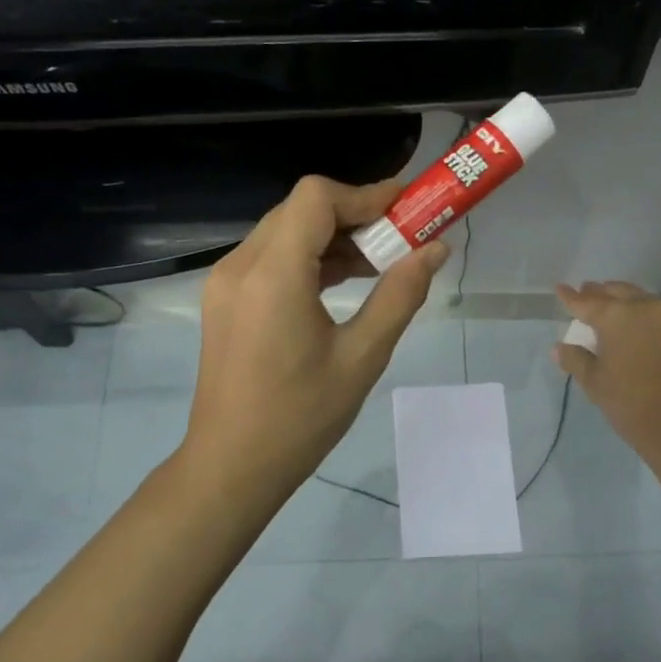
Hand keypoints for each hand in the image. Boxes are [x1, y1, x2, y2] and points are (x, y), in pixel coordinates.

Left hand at [183, 176, 448, 504]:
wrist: (232, 466)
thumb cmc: (300, 418)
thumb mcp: (362, 358)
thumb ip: (400, 295)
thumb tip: (436, 248)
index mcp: (273, 275)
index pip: (317, 198)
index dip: (366, 195)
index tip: (408, 209)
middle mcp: (241, 265)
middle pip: (301, 209)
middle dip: (355, 214)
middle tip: (402, 237)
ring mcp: (226, 282)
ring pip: (285, 231)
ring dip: (332, 236)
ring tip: (380, 263)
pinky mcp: (225, 300)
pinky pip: (271, 258)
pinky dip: (309, 257)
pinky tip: (344, 282)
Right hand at [554, 281, 660, 460]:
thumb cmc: (630, 403)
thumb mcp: (595, 382)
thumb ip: (575, 359)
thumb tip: (559, 348)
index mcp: (615, 316)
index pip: (586, 302)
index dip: (570, 297)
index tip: (560, 287)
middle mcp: (643, 307)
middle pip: (616, 292)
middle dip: (598, 292)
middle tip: (585, 291)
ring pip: (640, 298)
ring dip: (622, 298)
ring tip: (609, 302)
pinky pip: (658, 312)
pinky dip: (642, 312)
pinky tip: (636, 322)